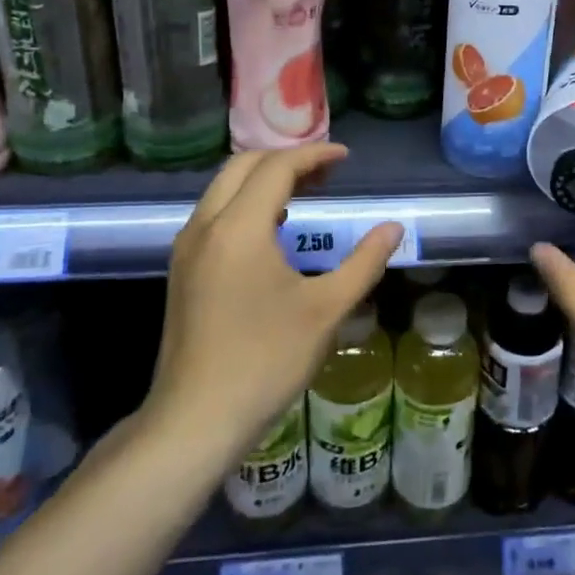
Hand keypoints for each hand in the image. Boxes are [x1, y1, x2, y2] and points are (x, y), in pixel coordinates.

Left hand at [145, 144, 402, 465]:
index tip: (345, 158)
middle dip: (286, 159)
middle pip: (243, 166)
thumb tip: (393, 228)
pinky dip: (245, 202)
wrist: (195, 420)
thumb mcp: (326, 310)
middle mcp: (205, 226)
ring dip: (263, 179)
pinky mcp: (182, 269)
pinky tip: (273, 231)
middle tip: (326, 173)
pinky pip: (214, 213)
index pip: (277, 168)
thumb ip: (364, 262)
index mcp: (239, 228)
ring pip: (224, 188)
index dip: (314, 155)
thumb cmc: (265, 361)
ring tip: (305, 193)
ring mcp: (187, 248)